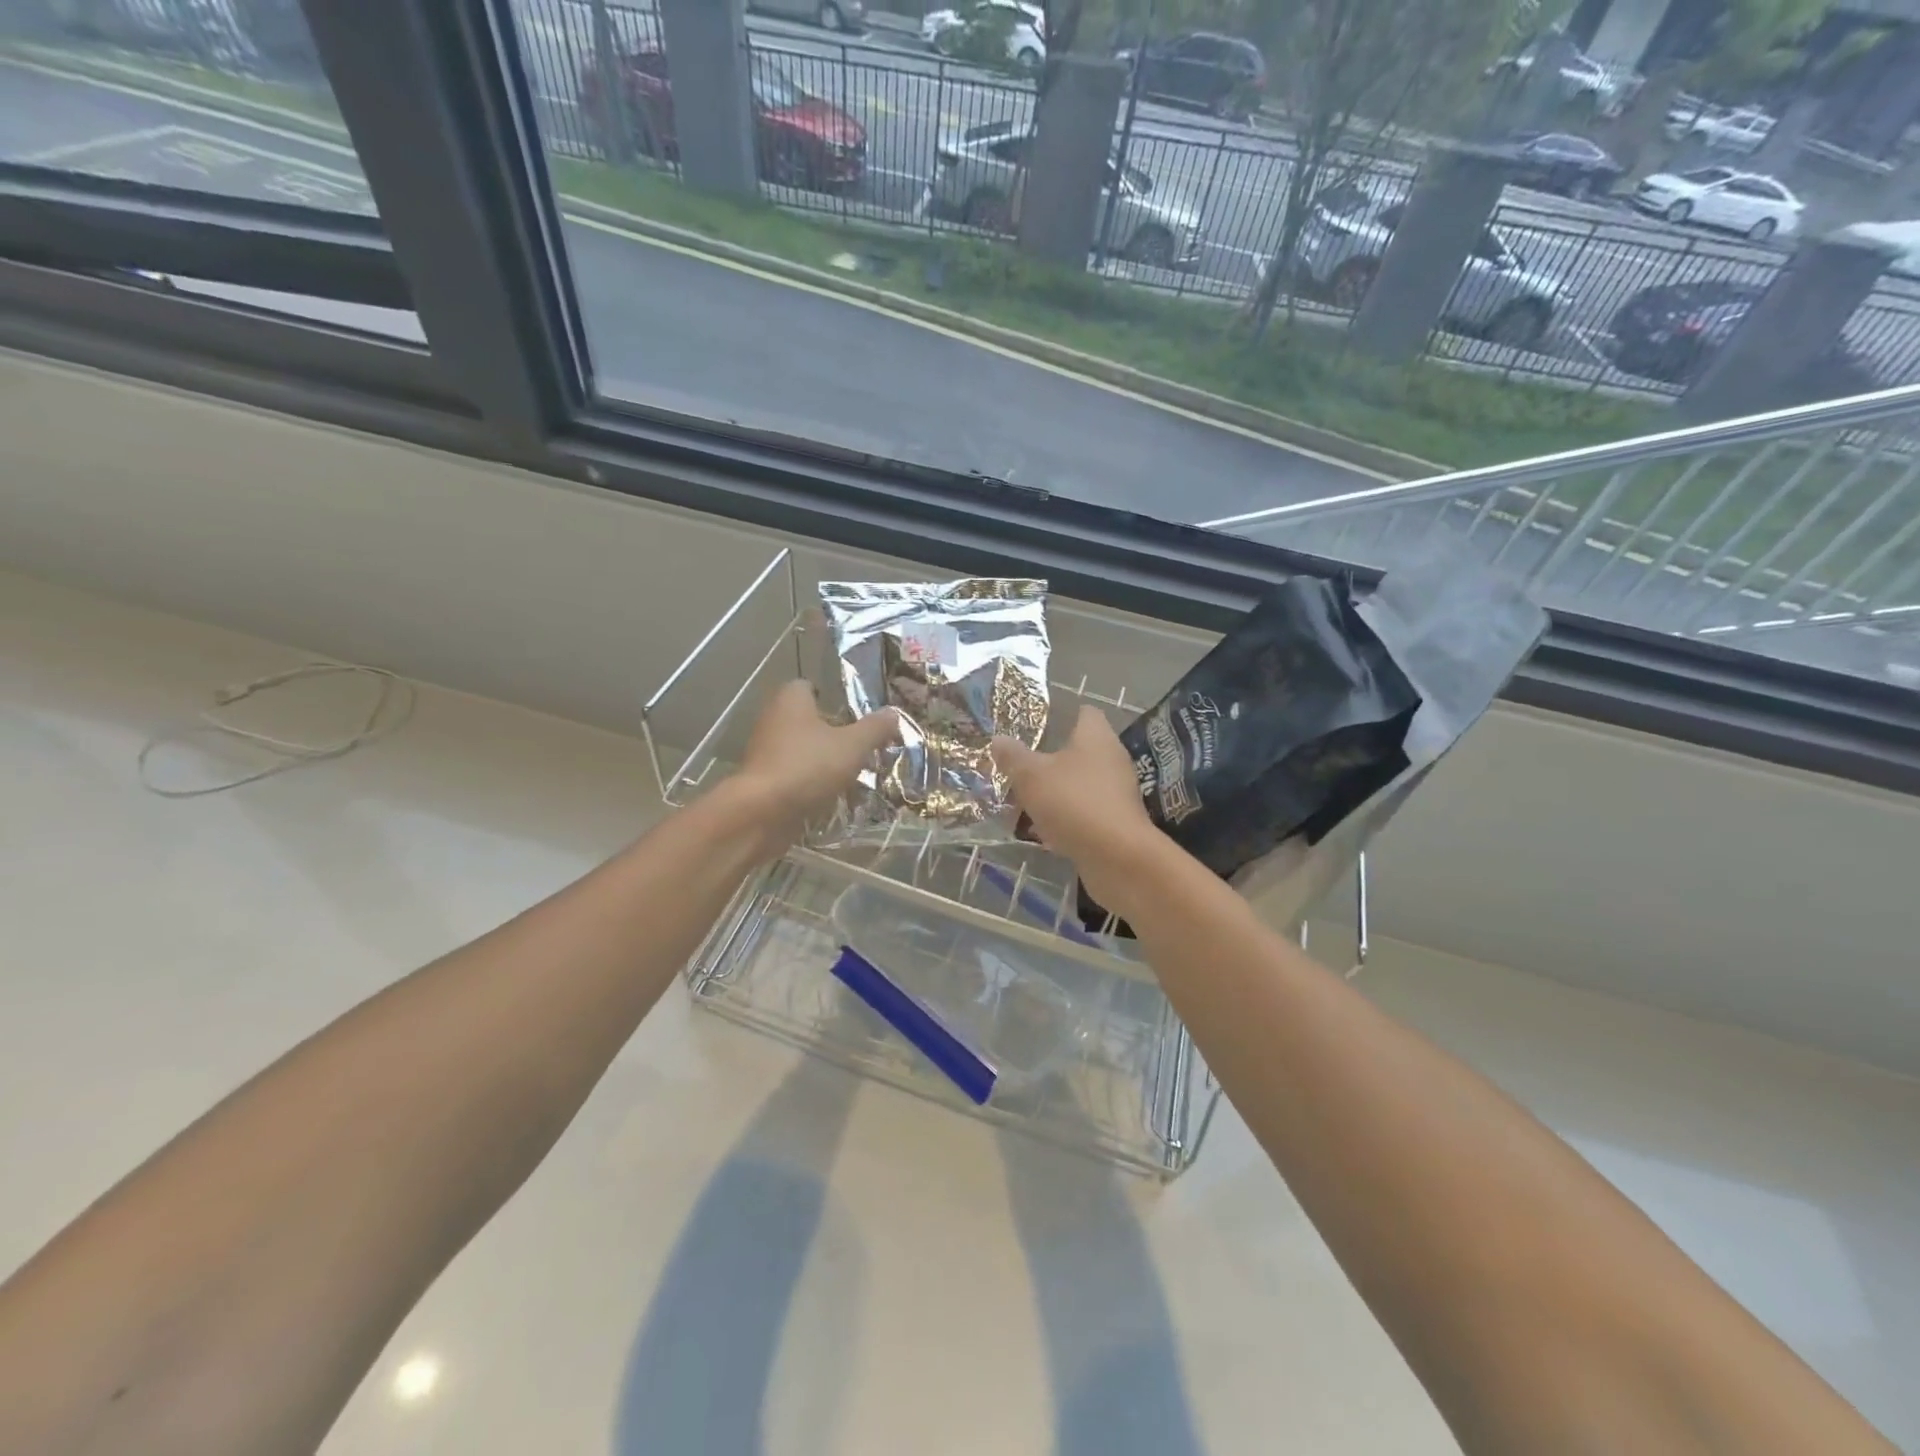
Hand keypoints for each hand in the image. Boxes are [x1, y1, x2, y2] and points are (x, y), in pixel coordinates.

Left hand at [729, 680, 899, 853]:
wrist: (761, 813)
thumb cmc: (807, 766)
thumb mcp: (853, 746)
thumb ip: (874, 728)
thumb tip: (893, 713)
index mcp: (791, 700)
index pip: (810, 687)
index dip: (833, 698)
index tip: (855, 716)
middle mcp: (773, 719)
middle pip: (807, 720)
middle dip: (832, 733)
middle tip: (860, 747)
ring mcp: (764, 751)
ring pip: (800, 750)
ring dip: (822, 760)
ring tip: (851, 775)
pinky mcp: (761, 781)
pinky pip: (792, 775)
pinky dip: (809, 783)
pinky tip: (830, 796)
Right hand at [991, 707, 1161, 910]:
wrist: (1117, 857)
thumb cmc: (1073, 802)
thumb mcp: (1031, 776)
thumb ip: (1013, 756)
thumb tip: (997, 739)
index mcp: (1096, 736)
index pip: (1084, 713)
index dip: (1060, 716)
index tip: (1034, 726)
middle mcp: (1112, 759)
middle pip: (1078, 751)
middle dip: (1049, 759)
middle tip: (1019, 767)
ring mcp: (1117, 793)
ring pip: (1079, 784)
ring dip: (1055, 792)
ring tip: (1023, 801)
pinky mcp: (1116, 822)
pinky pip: (1084, 812)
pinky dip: (1064, 818)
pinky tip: (1041, 832)